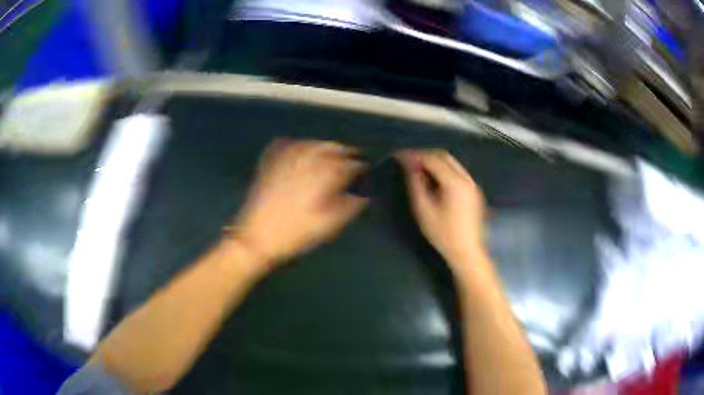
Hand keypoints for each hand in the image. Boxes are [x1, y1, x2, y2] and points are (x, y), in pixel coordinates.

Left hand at [232, 139, 367, 265]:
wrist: (257, 237)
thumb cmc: (297, 233)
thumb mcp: (331, 224)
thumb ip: (353, 204)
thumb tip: (366, 191)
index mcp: (325, 172)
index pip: (353, 164)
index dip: (363, 170)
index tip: (367, 175)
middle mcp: (308, 156)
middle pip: (335, 148)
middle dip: (347, 154)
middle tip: (353, 164)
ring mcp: (287, 155)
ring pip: (314, 143)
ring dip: (327, 148)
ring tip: (332, 157)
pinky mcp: (271, 159)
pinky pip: (290, 143)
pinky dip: (301, 145)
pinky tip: (303, 152)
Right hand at [396, 149, 486, 270]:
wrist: (467, 252)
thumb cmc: (443, 234)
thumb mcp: (424, 210)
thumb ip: (416, 184)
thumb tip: (409, 164)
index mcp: (455, 182)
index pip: (432, 159)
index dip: (414, 155)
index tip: (399, 155)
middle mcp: (466, 178)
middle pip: (444, 156)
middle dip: (425, 155)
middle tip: (408, 161)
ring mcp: (473, 184)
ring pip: (452, 162)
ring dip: (435, 161)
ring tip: (418, 168)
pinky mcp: (474, 190)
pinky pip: (457, 171)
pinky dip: (444, 169)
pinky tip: (434, 179)